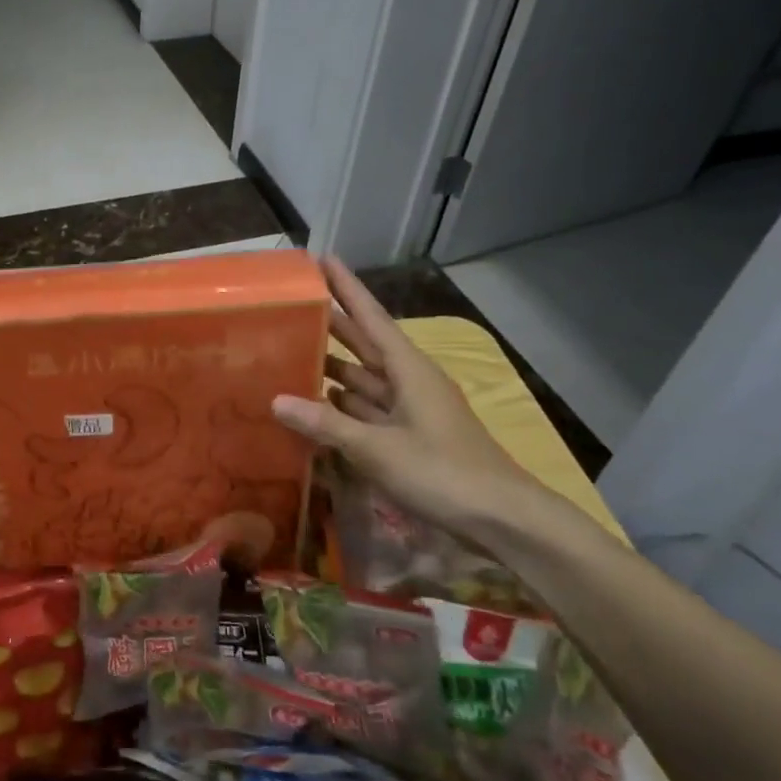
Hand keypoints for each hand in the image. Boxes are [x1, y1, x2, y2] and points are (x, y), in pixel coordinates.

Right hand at [271, 256, 542, 538]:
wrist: (504, 521)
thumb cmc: (443, 474)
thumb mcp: (378, 449)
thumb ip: (327, 424)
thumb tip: (276, 400)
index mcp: (409, 370)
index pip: (372, 317)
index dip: (347, 288)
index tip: (323, 259)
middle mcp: (409, 382)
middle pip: (365, 344)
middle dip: (333, 323)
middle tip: (294, 304)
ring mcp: (410, 411)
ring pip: (364, 379)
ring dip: (332, 367)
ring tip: (291, 352)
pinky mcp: (409, 437)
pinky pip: (367, 410)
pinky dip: (341, 405)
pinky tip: (315, 405)